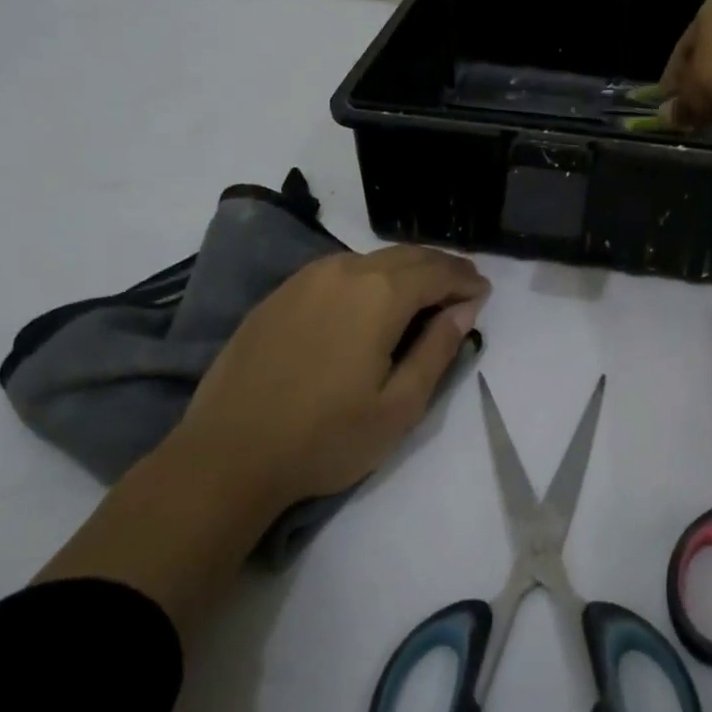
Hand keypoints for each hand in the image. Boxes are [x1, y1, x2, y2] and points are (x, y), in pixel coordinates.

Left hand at [173, 246, 489, 512]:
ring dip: (405, 270)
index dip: (465, 280)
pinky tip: (369, 300)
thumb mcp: (399, 406)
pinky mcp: (280, 294)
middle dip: (440, 267)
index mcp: (379, 294)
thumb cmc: (326, 437)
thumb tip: (465, 308)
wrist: (228, 455)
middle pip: (407, 256)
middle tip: (462, 286)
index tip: (484, 292)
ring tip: (422, 293)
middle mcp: (344, 271)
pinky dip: (368, 276)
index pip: (437, 272)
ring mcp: (306, 279)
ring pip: (371, 259)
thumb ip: (438, 349)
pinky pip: (338, 270)